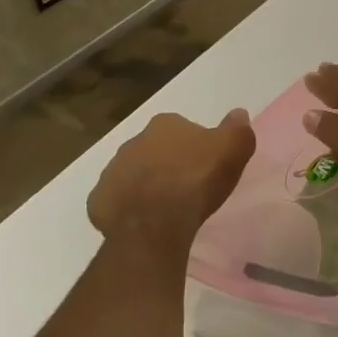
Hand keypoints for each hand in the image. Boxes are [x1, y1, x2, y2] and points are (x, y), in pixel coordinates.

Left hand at [88, 110, 255, 255]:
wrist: (155, 223)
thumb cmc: (197, 180)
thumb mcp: (233, 149)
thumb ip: (238, 128)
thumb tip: (238, 113)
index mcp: (165, 124)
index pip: (182, 129)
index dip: (195, 147)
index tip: (205, 165)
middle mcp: (133, 141)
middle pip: (155, 150)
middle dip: (167, 164)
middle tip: (186, 187)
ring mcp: (112, 171)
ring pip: (133, 174)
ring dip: (146, 185)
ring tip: (165, 208)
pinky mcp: (99, 201)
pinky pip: (116, 201)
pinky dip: (127, 208)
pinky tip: (143, 222)